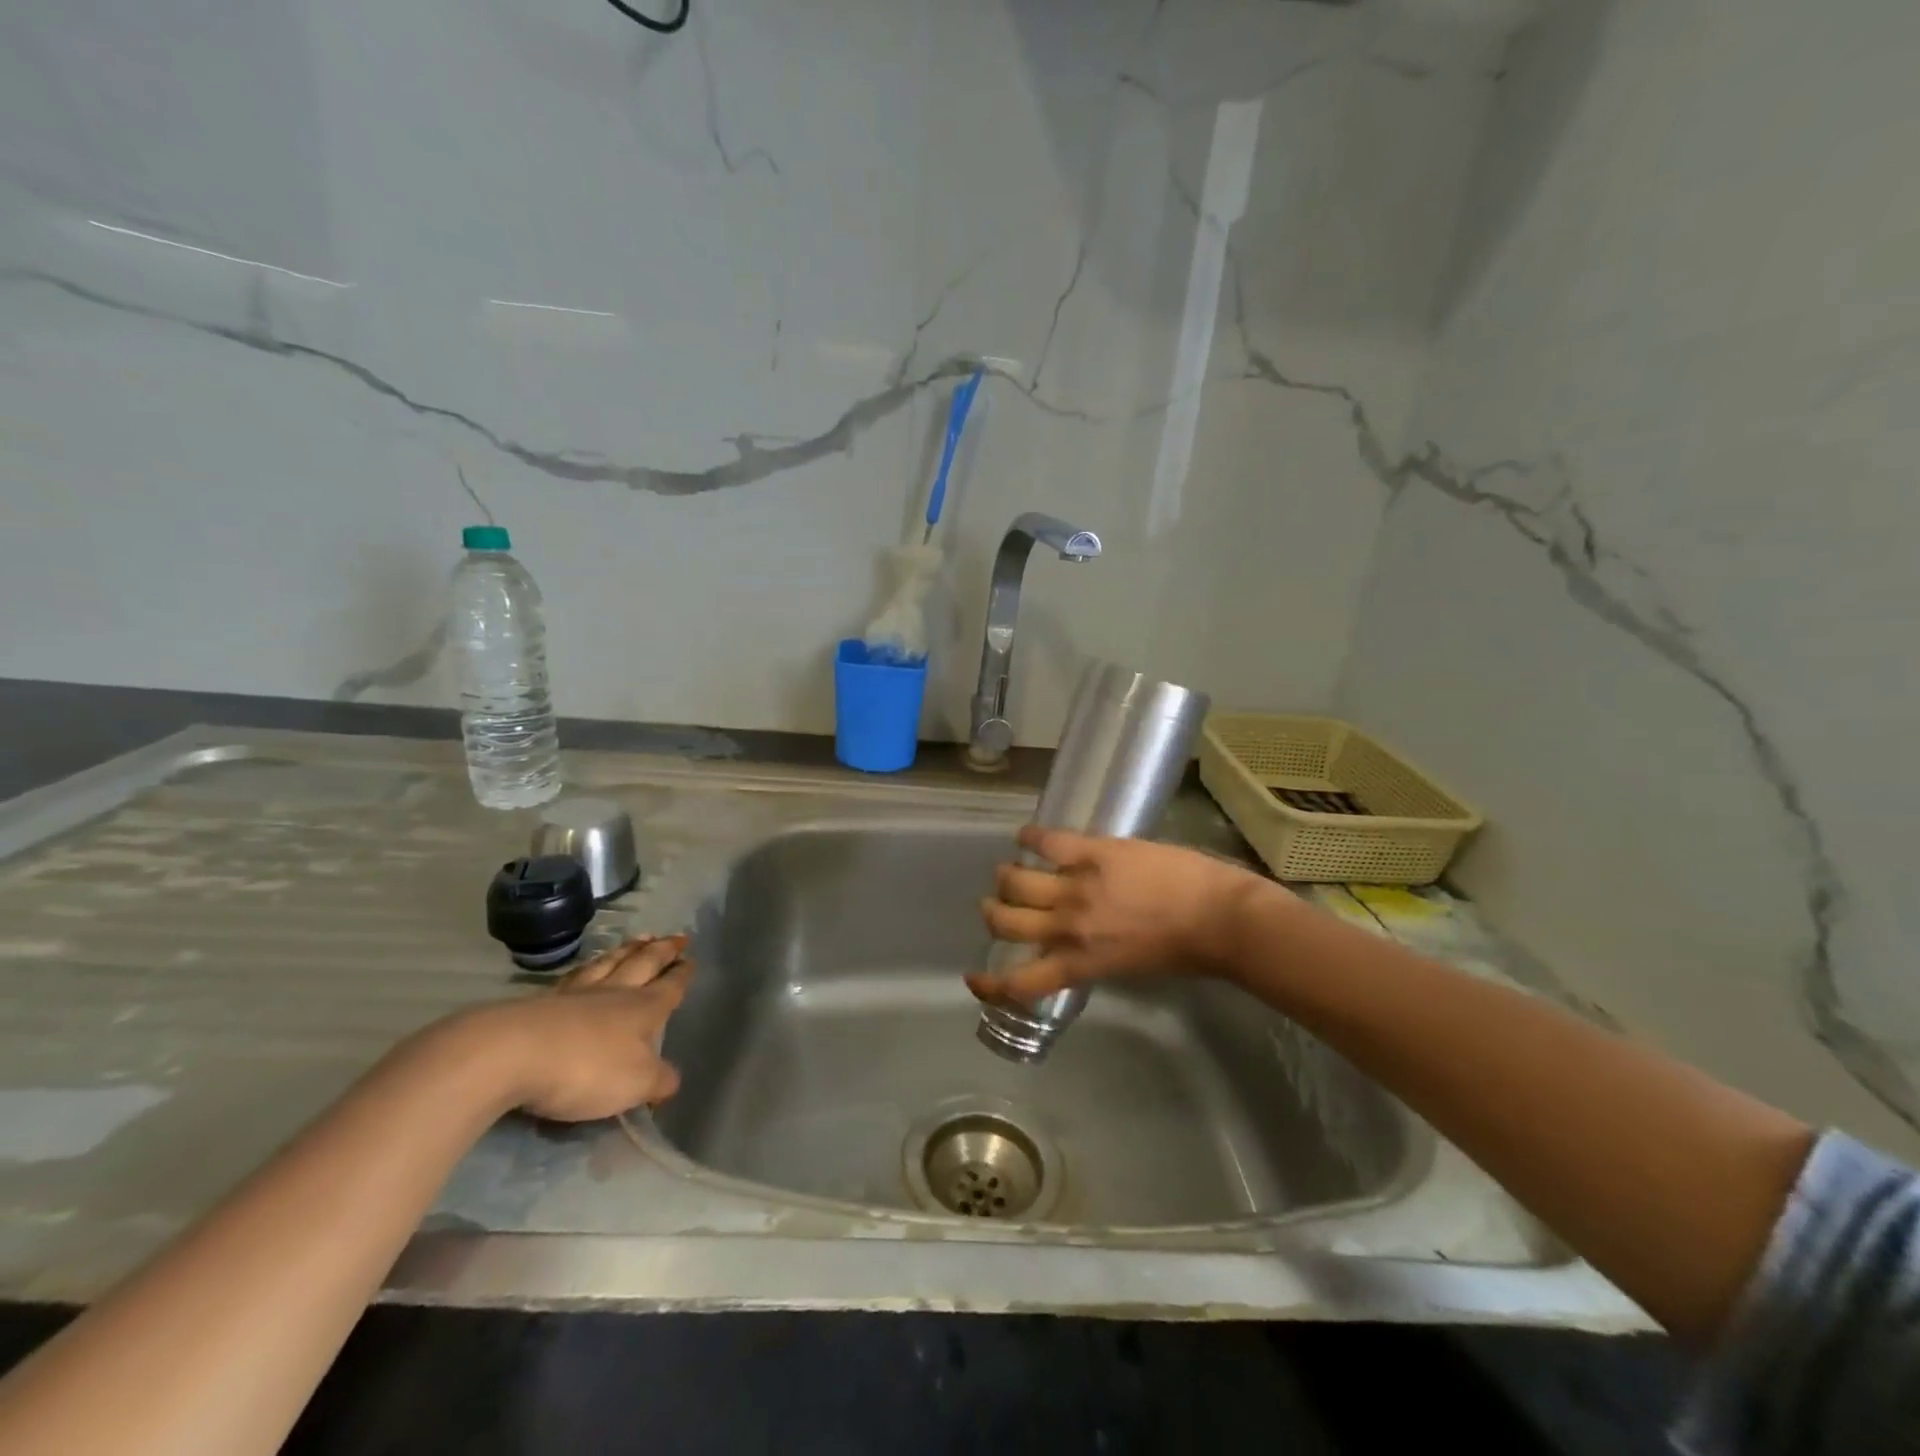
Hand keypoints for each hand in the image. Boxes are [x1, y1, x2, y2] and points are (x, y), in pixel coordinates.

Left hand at [462, 934, 693, 1121]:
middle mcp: (615, 993)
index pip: (670, 986)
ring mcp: (577, 994)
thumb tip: (671, 1081)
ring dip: (628, 950)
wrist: (511, 1054)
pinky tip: (589, 965)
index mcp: (644, 1009)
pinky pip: (576, 976)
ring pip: (610, 964)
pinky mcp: (543, 1002)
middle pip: (643, 964)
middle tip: (676, 937)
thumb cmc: (586, 1068)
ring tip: (640, 938)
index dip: (682, 974)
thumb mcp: (634, 1084)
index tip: (690, 958)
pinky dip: (589, 966)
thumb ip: (658, 1082)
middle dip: (662, 951)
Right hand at [968, 827, 1271, 1003]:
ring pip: (1015, 879)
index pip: (1018, 982)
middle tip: (1000, 906)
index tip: (974, 978)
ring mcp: (1077, 886)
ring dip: (1006, 877)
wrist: (1219, 918)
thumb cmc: (1182, 951)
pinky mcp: (1093, 852)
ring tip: (1011, 871)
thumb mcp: (1126, 967)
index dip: (988, 984)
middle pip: (1004, 920)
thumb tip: (1068, 945)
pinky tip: (1025, 837)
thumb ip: (1088, 958)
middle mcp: (1067, 927)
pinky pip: (1046, 841)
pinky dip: (1029, 838)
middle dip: (993, 914)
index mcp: (1079, 963)